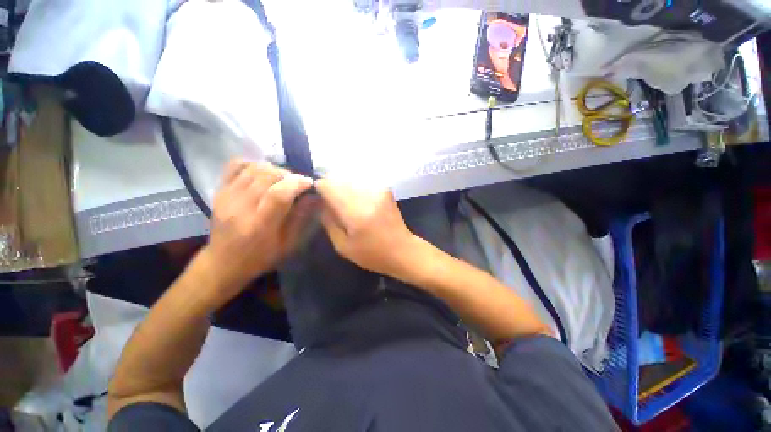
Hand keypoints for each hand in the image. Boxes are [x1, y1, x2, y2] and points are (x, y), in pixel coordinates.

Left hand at [202, 160, 313, 295]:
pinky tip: (263, 173)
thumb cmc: (260, 257)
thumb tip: (314, 197)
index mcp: (260, 225)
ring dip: (274, 169)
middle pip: (267, 176)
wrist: (223, 263)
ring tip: (282, 179)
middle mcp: (241, 207)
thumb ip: (301, 219)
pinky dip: (252, 163)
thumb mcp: (287, 245)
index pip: (279, 194)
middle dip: (289, 175)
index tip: (309, 183)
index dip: (297, 183)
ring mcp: (227, 197)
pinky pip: (235, 165)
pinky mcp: (219, 191)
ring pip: (254, 168)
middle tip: (297, 183)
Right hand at [315, 179, 417, 278]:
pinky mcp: (385, 190)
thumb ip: (329, 222)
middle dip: (332, 187)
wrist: (402, 250)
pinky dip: (356, 188)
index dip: (320, 188)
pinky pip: (364, 182)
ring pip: (352, 179)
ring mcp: (378, 191)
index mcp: (355, 212)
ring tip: (346, 202)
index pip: (329, 186)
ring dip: (344, 187)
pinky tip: (359, 201)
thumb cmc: (372, 254)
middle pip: (340, 179)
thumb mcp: (343, 246)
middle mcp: (367, 196)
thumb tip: (322, 203)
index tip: (319, 197)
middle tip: (331, 201)